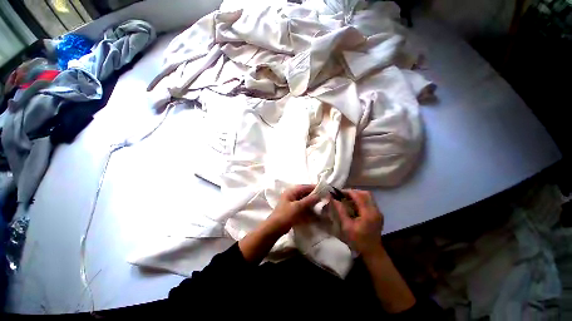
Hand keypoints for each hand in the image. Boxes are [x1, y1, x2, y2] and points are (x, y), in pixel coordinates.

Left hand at [267, 185, 319, 234]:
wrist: (275, 228)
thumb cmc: (285, 215)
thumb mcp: (298, 207)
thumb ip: (308, 200)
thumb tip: (319, 195)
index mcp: (291, 191)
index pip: (305, 187)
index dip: (314, 188)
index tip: (324, 190)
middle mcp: (292, 195)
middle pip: (305, 193)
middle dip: (314, 195)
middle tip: (324, 198)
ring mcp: (292, 202)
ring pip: (304, 199)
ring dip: (312, 202)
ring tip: (321, 204)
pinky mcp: (293, 209)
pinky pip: (303, 206)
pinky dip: (308, 207)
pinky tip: (315, 211)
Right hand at [332, 190, 383, 255]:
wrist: (372, 252)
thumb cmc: (358, 240)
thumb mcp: (347, 226)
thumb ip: (341, 210)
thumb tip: (333, 198)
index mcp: (368, 213)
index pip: (358, 196)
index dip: (347, 192)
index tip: (337, 192)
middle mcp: (375, 210)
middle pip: (365, 193)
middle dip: (353, 192)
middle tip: (342, 195)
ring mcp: (378, 212)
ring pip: (368, 196)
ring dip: (357, 195)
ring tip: (347, 198)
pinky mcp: (378, 214)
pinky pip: (369, 201)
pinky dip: (360, 199)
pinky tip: (353, 204)